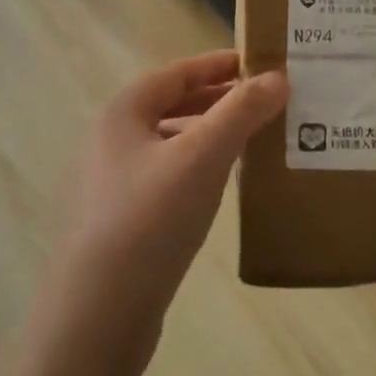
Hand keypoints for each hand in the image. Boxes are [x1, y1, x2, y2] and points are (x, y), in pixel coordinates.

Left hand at [59, 50, 286, 331]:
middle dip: (215, 101)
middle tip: (261, 104)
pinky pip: (163, 177)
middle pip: (169, 106)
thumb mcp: (203, 156)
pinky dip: (194, 169)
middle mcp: (109, 141)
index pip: (176, 73)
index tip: (257, 64)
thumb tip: (277, 77)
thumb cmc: (150, 218)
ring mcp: (108, 183)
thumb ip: (241, 112)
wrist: (99, 311)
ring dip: (206, 136)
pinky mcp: (117, 221)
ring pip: (167, 144)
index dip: (217, 65)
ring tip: (248, 143)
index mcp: (122, 113)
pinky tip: (217, 188)